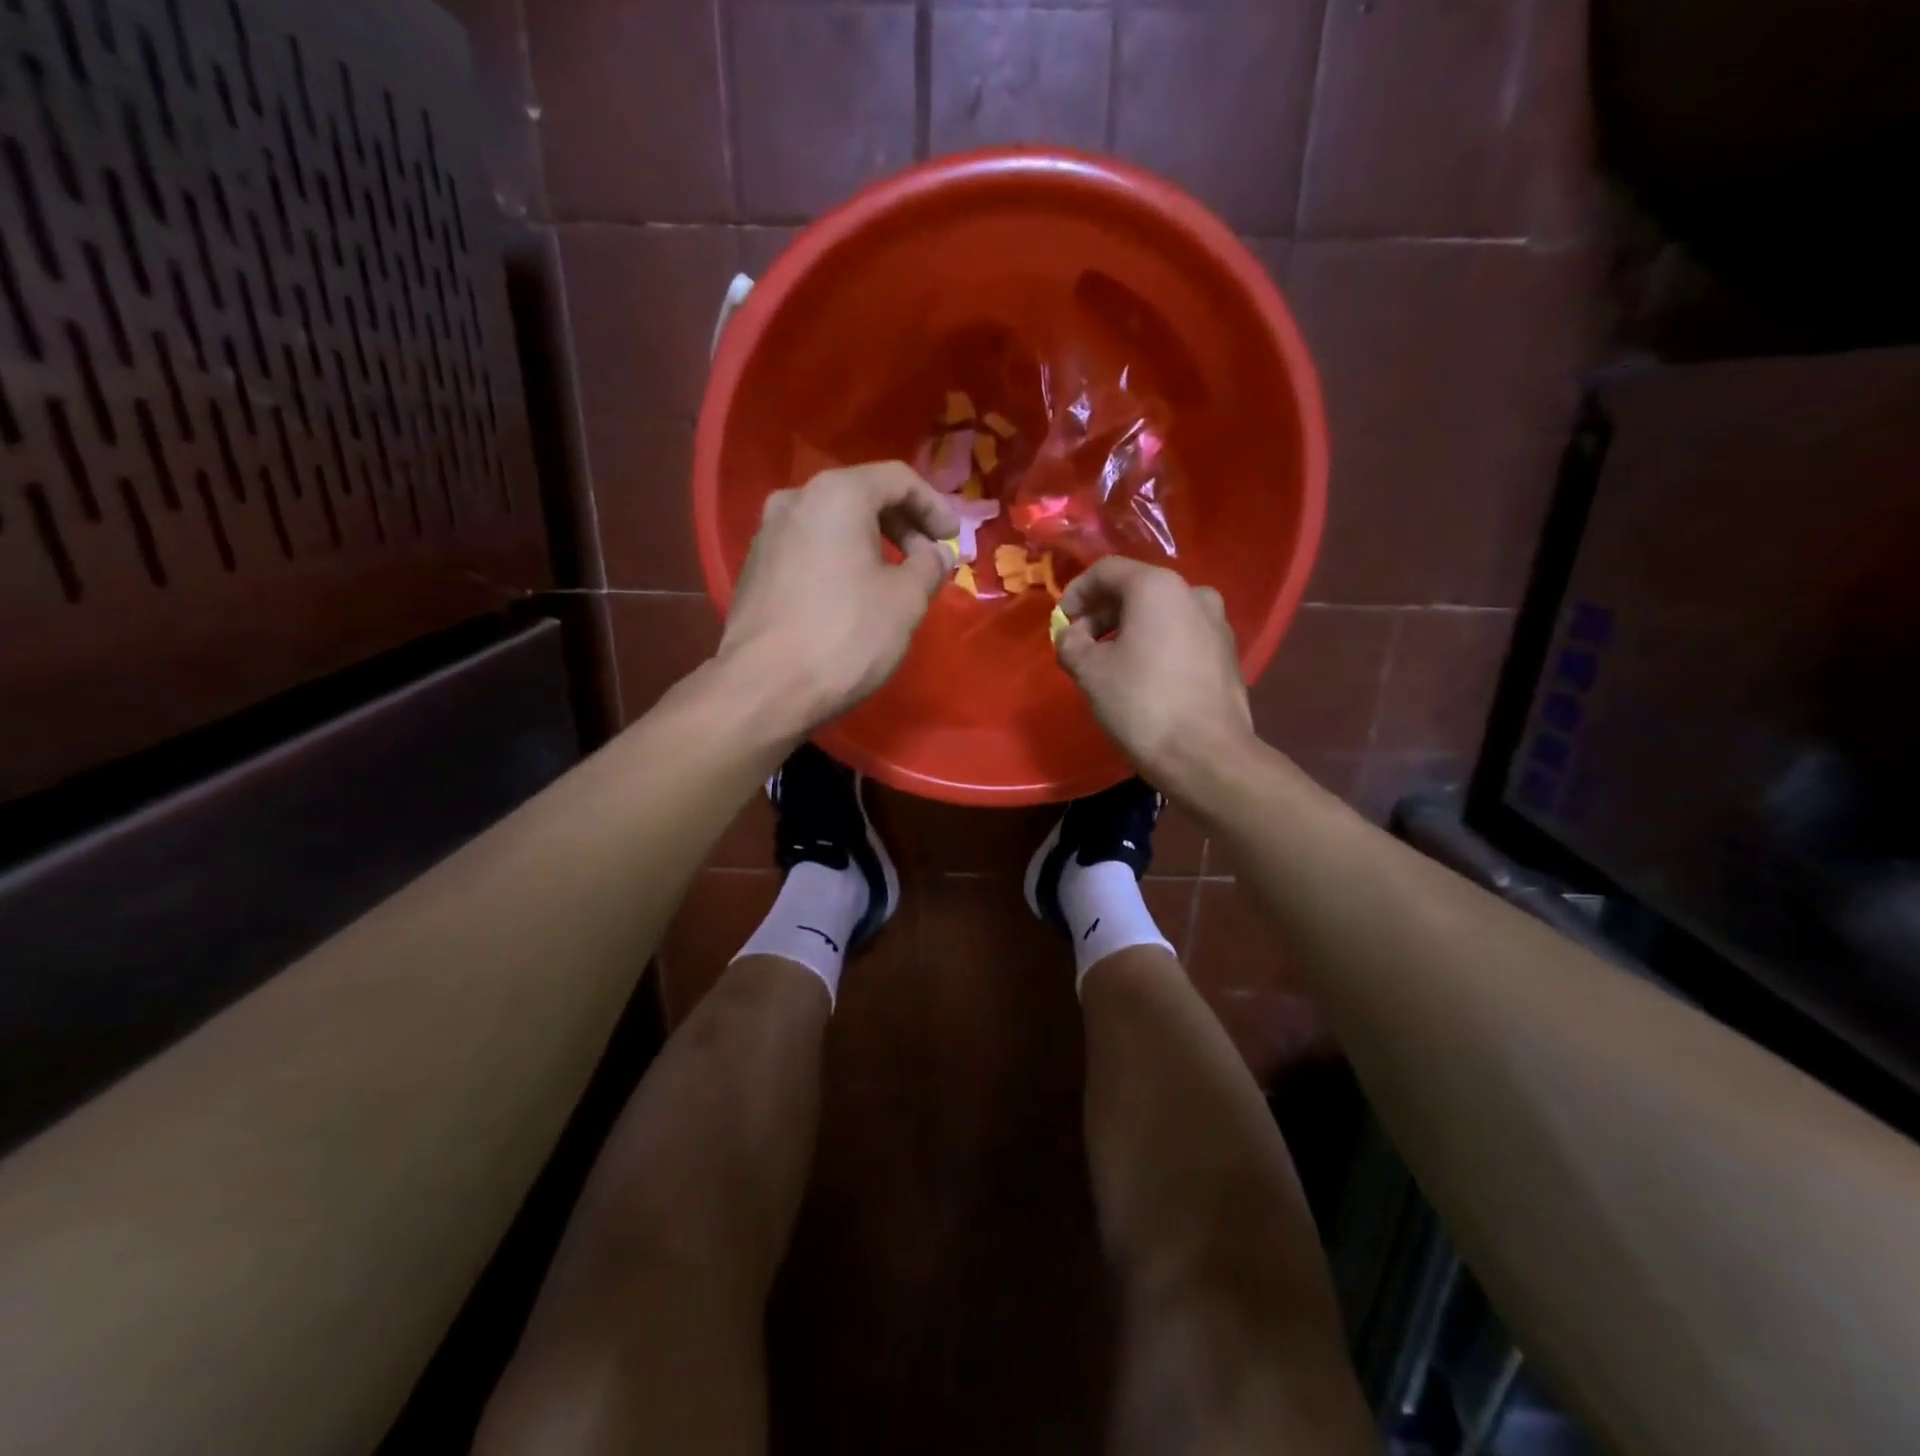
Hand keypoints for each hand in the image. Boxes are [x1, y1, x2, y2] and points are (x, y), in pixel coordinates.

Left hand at [717, 462, 958, 732]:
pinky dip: (839, 560)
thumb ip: (929, 566)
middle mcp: (795, 500)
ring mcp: (767, 533)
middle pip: (862, 495)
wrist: (765, 687)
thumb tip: (936, 553)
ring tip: (894, 580)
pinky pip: (809, 548)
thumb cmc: (846, 635)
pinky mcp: (754, 567)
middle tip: (928, 561)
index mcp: (836, 494)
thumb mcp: (906, 600)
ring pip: (832, 523)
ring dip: (870, 544)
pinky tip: (853, 596)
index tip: (952, 541)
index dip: (935, 507)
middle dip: (903, 525)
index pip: (898, 479)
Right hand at [1054, 558, 1257, 797]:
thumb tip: (1071, 636)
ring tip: (1107, 665)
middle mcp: (1194, 594)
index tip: (1060, 623)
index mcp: (1158, 587)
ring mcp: (1217, 624)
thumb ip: (1070, 643)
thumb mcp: (1089, 671)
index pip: (1107, 571)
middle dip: (1101, 614)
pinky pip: (1180, 636)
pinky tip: (1141, 678)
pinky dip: (1154, 646)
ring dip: (1127, 631)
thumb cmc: (1142, 704)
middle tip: (1079, 646)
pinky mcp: (1227, 654)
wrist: (1206, 756)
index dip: (1075, 593)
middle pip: (1136, 590)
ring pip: (1160, 615)